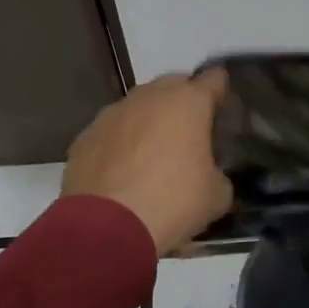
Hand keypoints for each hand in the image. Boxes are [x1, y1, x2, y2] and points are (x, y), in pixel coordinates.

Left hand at [62, 69, 233, 255]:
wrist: (106, 228)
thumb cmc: (173, 202)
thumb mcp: (216, 196)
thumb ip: (219, 175)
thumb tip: (212, 177)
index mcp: (189, 102)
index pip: (214, 79)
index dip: (221, 91)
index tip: (223, 109)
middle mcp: (150, 96)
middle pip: (173, 85)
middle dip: (183, 102)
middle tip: (190, 132)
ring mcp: (113, 113)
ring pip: (139, 106)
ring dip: (149, 121)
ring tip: (153, 154)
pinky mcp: (85, 136)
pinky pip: (112, 131)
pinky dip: (121, 142)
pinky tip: (122, 171)